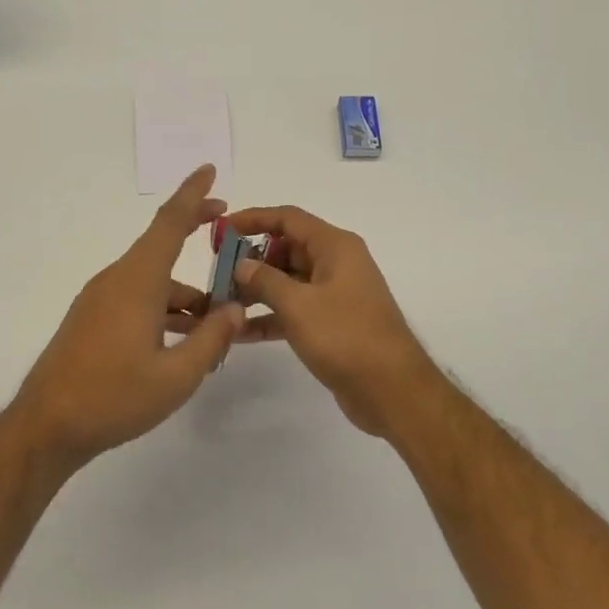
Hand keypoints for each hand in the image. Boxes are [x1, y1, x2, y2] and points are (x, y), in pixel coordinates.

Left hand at [5, 166, 244, 469]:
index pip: (169, 223)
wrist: (47, 426)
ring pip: (151, 281)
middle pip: (161, 248)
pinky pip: (135, 298)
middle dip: (194, 237)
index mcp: (137, 281)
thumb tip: (235, 309)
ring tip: (215, 325)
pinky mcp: (91, 320)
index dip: (192, 194)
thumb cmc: (114, 397)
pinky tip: (179, 340)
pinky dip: (162, 308)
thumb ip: (212, 339)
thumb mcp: (177, 375)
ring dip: (183, 293)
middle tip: (228, 235)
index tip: (209, 170)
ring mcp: (99, 300)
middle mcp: (116, 280)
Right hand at [226, 205, 442, 437]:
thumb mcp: (299, 305)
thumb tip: (241, 264)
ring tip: (220, 303)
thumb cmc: (346, 337)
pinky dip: (270, 317)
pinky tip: (239, 333)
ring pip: (288, 282)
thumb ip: (265, 280)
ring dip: (256, 290)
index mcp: (334, 246)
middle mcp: (336, 264)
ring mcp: (334, 295)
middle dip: (251, 260)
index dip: (253, 219)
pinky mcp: (331, 324)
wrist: (392, 390)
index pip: (288, 218)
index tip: (220, 230)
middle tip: (216, 275)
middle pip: (286, 249)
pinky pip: (294, 310)